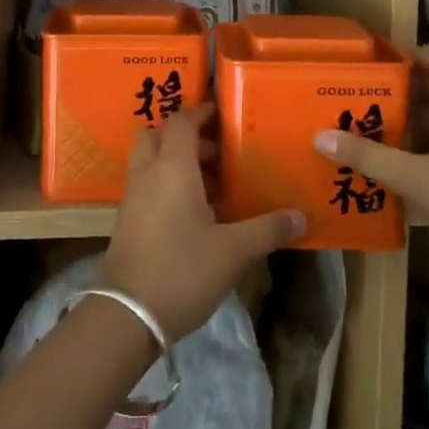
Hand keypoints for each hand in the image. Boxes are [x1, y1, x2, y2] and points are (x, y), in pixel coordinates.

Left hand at [102, 104, 306, 340]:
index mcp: (172, 167)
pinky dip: (165, 184)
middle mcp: (148, 173)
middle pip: (157, 135)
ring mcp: (132, 197)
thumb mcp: (233, 251)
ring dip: (174, 161)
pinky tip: (192, 212)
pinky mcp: (126, 221)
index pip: (181, 122)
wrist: (128, 315)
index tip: (220, 113)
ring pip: (149, 160)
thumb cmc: (183, 270)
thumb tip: (301, 216)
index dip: (199, 113)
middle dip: (184, 136)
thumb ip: (267, 229)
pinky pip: (146, 185)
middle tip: (215, 151)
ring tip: (210, 184)